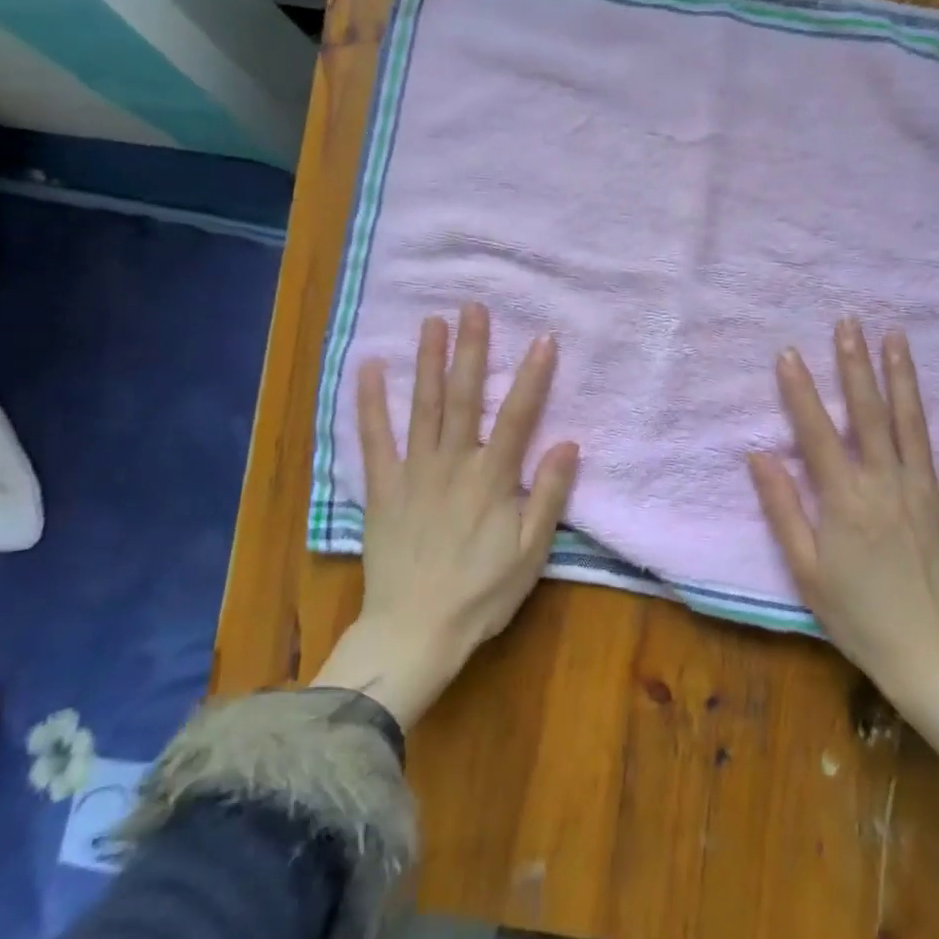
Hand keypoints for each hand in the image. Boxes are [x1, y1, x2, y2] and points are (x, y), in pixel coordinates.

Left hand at [311, 303, 579, 730]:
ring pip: (422, 407)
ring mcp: (413, 472)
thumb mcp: (530, 553)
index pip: (517, 416)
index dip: (532, 375)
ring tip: (431, 321)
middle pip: (463, 397)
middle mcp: (453, 464)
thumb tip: (569, 442)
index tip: (542, 337)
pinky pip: (374, 438)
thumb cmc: (481, 595)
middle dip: (471, 350)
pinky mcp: (382, 487)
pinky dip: (371, 402)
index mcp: (492, 479)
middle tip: (473, 306)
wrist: (414, 632)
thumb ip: (548, 496)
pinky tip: (369, 368)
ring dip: (427, 361)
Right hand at [748, 318, 938, 788]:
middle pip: (868, 413)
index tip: (788, 352)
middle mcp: (887, 482)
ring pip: (913, 423)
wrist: (931, 656)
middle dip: (855, 364)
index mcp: (845, 497)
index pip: (816, 431)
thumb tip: (758, 454)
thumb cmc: (858, 616)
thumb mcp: (805, 568)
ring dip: (903, 377)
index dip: (800, 390)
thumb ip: (782, 507)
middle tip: (848, 322)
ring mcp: (927, 491)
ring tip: (896, 336)